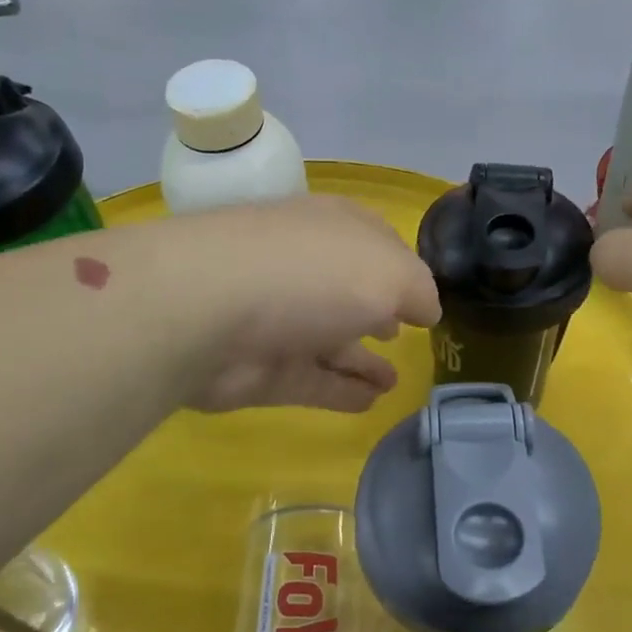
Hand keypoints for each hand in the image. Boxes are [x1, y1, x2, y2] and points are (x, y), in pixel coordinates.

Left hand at [167, 194, 440, 413]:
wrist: (204, 312)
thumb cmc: (309, 274)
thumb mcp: (389, 272)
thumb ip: (417, 290)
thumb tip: (426, 310)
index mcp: (332, 229)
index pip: (373, 241)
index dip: (401, 267)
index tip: (422, 298)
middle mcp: (303, 268)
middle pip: (346, 291)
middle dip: (374, 310)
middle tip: (401, 333)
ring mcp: (278, 319)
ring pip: (329, 340)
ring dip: (361, 359)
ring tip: (395, 382)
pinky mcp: (259, 368)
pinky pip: (311, 380)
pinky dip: (340, 390)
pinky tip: (370, 403)